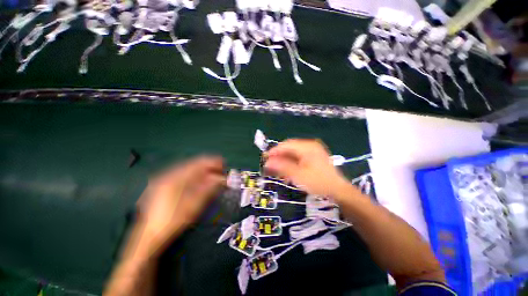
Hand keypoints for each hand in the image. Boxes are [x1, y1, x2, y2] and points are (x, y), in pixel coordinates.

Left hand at [137, 156, 225, 251]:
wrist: (149, 235)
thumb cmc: (173, 221)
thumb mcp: (193, 205)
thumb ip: (208, 188)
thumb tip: (222, 178)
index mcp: (174, 178)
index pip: (197, 164)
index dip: (212, 162)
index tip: (223, 163)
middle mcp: (168, 174)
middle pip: (193, 164)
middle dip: (208, 166)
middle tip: (220, 170)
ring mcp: (164, 179)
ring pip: (188, 169)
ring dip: (202, 170)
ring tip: (213, 174)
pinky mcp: (164, 184)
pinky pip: (183, 175)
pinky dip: (194, 175)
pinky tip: (201, 180)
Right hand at [264, 139, 352, 198]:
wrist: (338, 191)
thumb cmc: (318, 182)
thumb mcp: (297, 175)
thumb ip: (282, 167)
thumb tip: (267, 162)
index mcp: (307, 147)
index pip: (285, 145)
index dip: (274, 151)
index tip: (264, 158)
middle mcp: (310, 145)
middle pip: (289, 148)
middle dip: (279, 157)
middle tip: (270, 165)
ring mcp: (313, 151)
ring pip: (293, 153)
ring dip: (284, 161)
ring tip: (277, 170)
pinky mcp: (314, 157)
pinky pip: (299, 157)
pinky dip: (291, 163)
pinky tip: (287, 171)